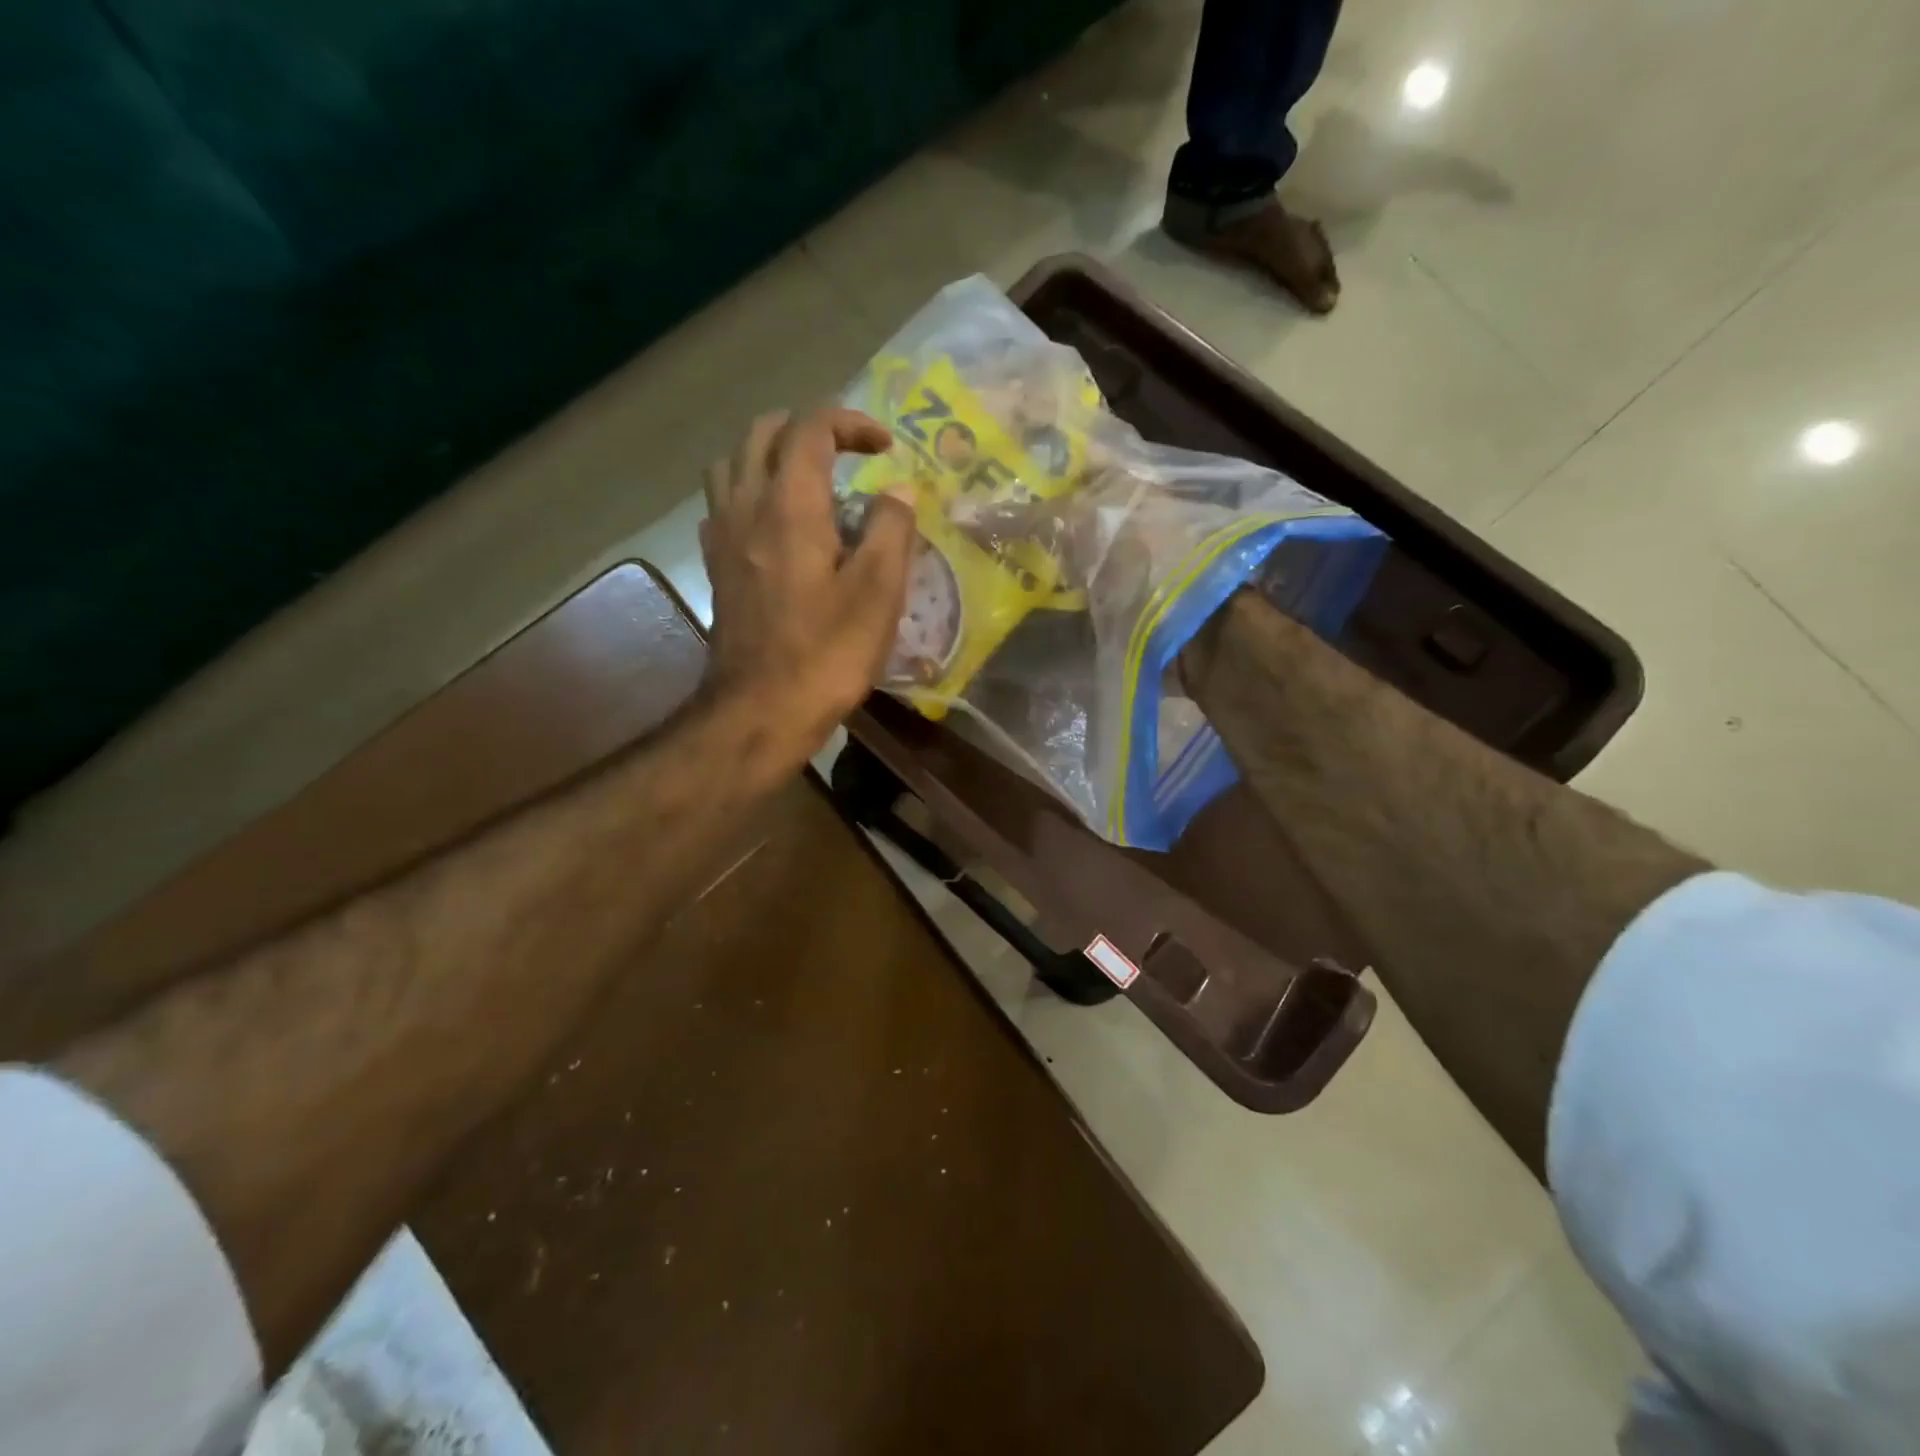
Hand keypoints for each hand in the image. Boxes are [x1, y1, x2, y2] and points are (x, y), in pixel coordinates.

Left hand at [699, 407, 914, 753]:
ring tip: (809, 482)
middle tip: (849, 454)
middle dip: (809, 429)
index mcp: (789, 506)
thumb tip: (897, 489)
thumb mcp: (878, 593)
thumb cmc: (827, 654)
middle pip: (763, 433)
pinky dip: (751, 492)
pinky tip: (777, 525)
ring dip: (771, 455)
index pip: (811, 428)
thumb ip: (891, 529)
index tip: (886, 448)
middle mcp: (746, 507)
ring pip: (733, 463)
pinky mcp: (717, 567)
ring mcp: (723, 537)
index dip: (851, 423)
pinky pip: (724, 503)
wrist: (761, 710)